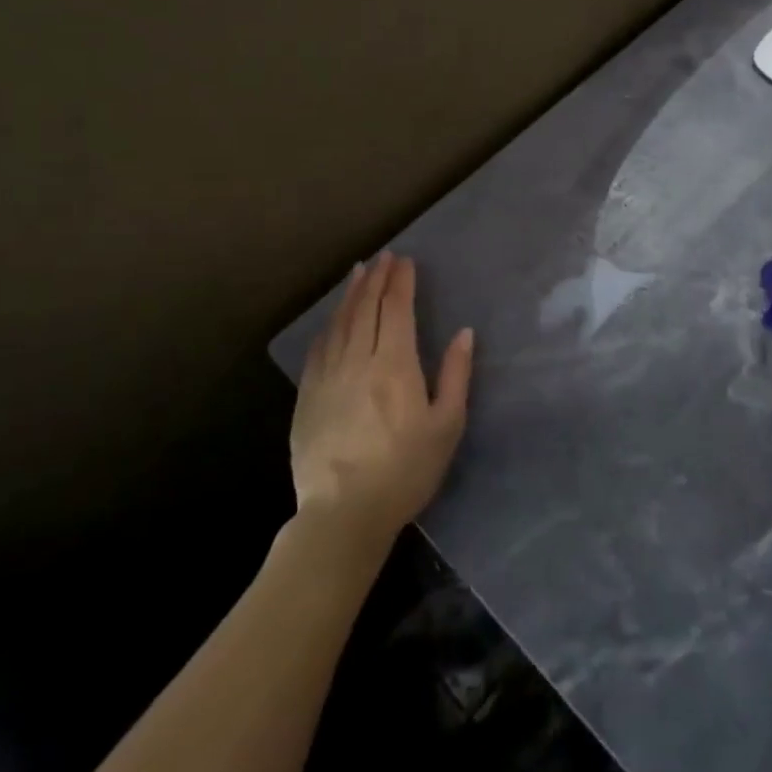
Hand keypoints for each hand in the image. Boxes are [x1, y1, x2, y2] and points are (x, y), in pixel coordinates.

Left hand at [290, 253, 472, 551]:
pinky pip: (318, 349)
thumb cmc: (406, 470)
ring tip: (358, 272)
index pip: (397, 310)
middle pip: (366, 309)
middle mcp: (359, 361)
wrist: (344, 514)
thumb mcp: (446, 425)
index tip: (405, 261)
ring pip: (340, 324)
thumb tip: (464, 333)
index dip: (401, 282)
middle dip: (376, 279)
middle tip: (383, 257)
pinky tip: (332, 319)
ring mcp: (328, 377)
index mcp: (395, 365)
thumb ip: (455, 375)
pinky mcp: (308, 397)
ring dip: (351, 294)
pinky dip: (328, 326)